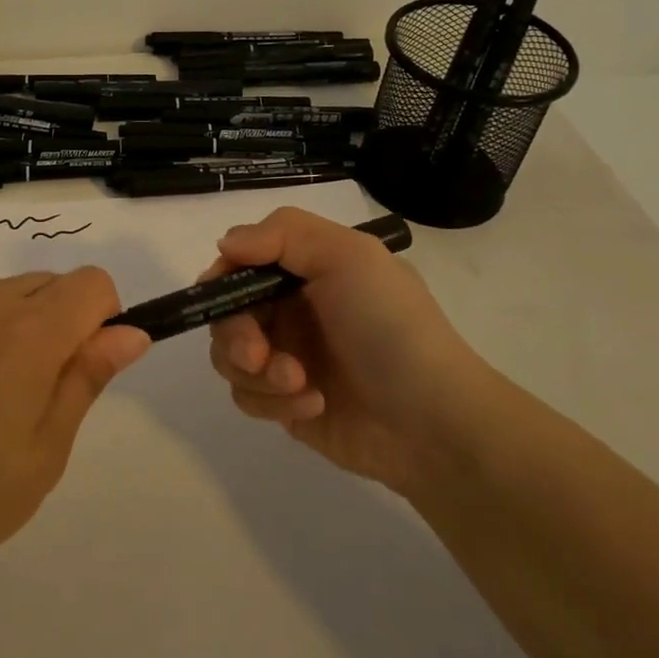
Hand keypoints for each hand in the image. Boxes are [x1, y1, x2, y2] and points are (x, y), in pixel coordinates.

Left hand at [0, 270, 150, 580]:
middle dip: (54, 325)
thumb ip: (88, 379)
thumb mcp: (44, 453)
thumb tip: (131, 332)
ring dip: (5, 328)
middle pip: (45, 285)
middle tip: (25, 396)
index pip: (91, 283)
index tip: (79, 366)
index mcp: (30, 332)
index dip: (101, 318)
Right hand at [204, 207, 478, 493]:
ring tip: (298, 383)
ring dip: (257, 371)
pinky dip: (274, 402)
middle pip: (226, 311)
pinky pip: (248, 396)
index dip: (225, 276)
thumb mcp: (349, 257)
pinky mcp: (285, 403)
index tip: (225, 295)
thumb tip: (225, 245)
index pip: (242, 260)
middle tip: (257, 353)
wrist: (434, 423)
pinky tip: (314, 405)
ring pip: (230, 356)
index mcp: (306, 269)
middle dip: (235, 333)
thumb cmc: (390, 327)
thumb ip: (283, 234)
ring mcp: (287, 357)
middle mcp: (292, 309)